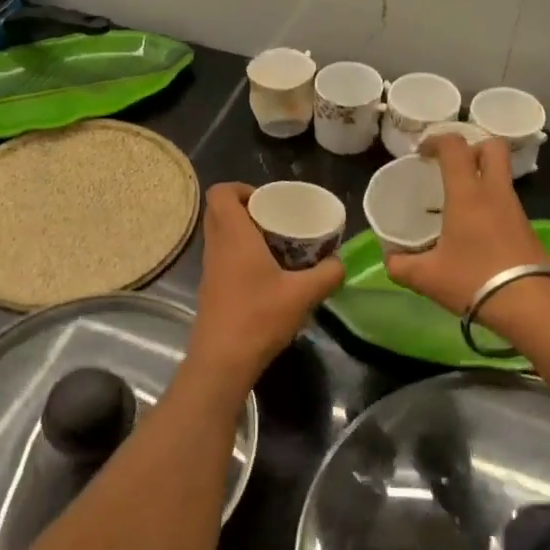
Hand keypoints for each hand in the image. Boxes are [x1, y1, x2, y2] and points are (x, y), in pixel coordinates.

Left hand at [189, 183, 343, 383]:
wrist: (222, 360)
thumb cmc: (259, 317)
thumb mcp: (303, 294)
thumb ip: (327, 274)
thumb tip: (340, 262)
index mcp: (234, 235)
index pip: (221, 193)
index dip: (241, 188)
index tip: (267, 201)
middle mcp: (216, 246)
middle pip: (219, 211)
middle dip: (246, 209)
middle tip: (276, 220)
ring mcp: (210, 268)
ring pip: (220, 235)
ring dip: (244, 233)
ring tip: (276, 245)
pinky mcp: (211, 288)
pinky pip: (222, 256)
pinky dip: (240, 255)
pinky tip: (267, 274)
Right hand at [385, 135, 549, 313]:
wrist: (530, 305)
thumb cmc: (474, 281)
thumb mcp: (427, 277)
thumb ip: (401, 265)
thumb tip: (389, 259)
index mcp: (467, 194)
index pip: (454, 147)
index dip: (436, 140)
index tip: (422, 152)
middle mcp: (494, 193)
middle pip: (492, 147)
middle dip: (471, 147)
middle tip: (450, 165)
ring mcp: (515, 209)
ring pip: (501, 175)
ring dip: (481, 176)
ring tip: (458, 199)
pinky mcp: (527, 228)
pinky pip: (506, 201)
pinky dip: (490, 202)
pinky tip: (475, 228)